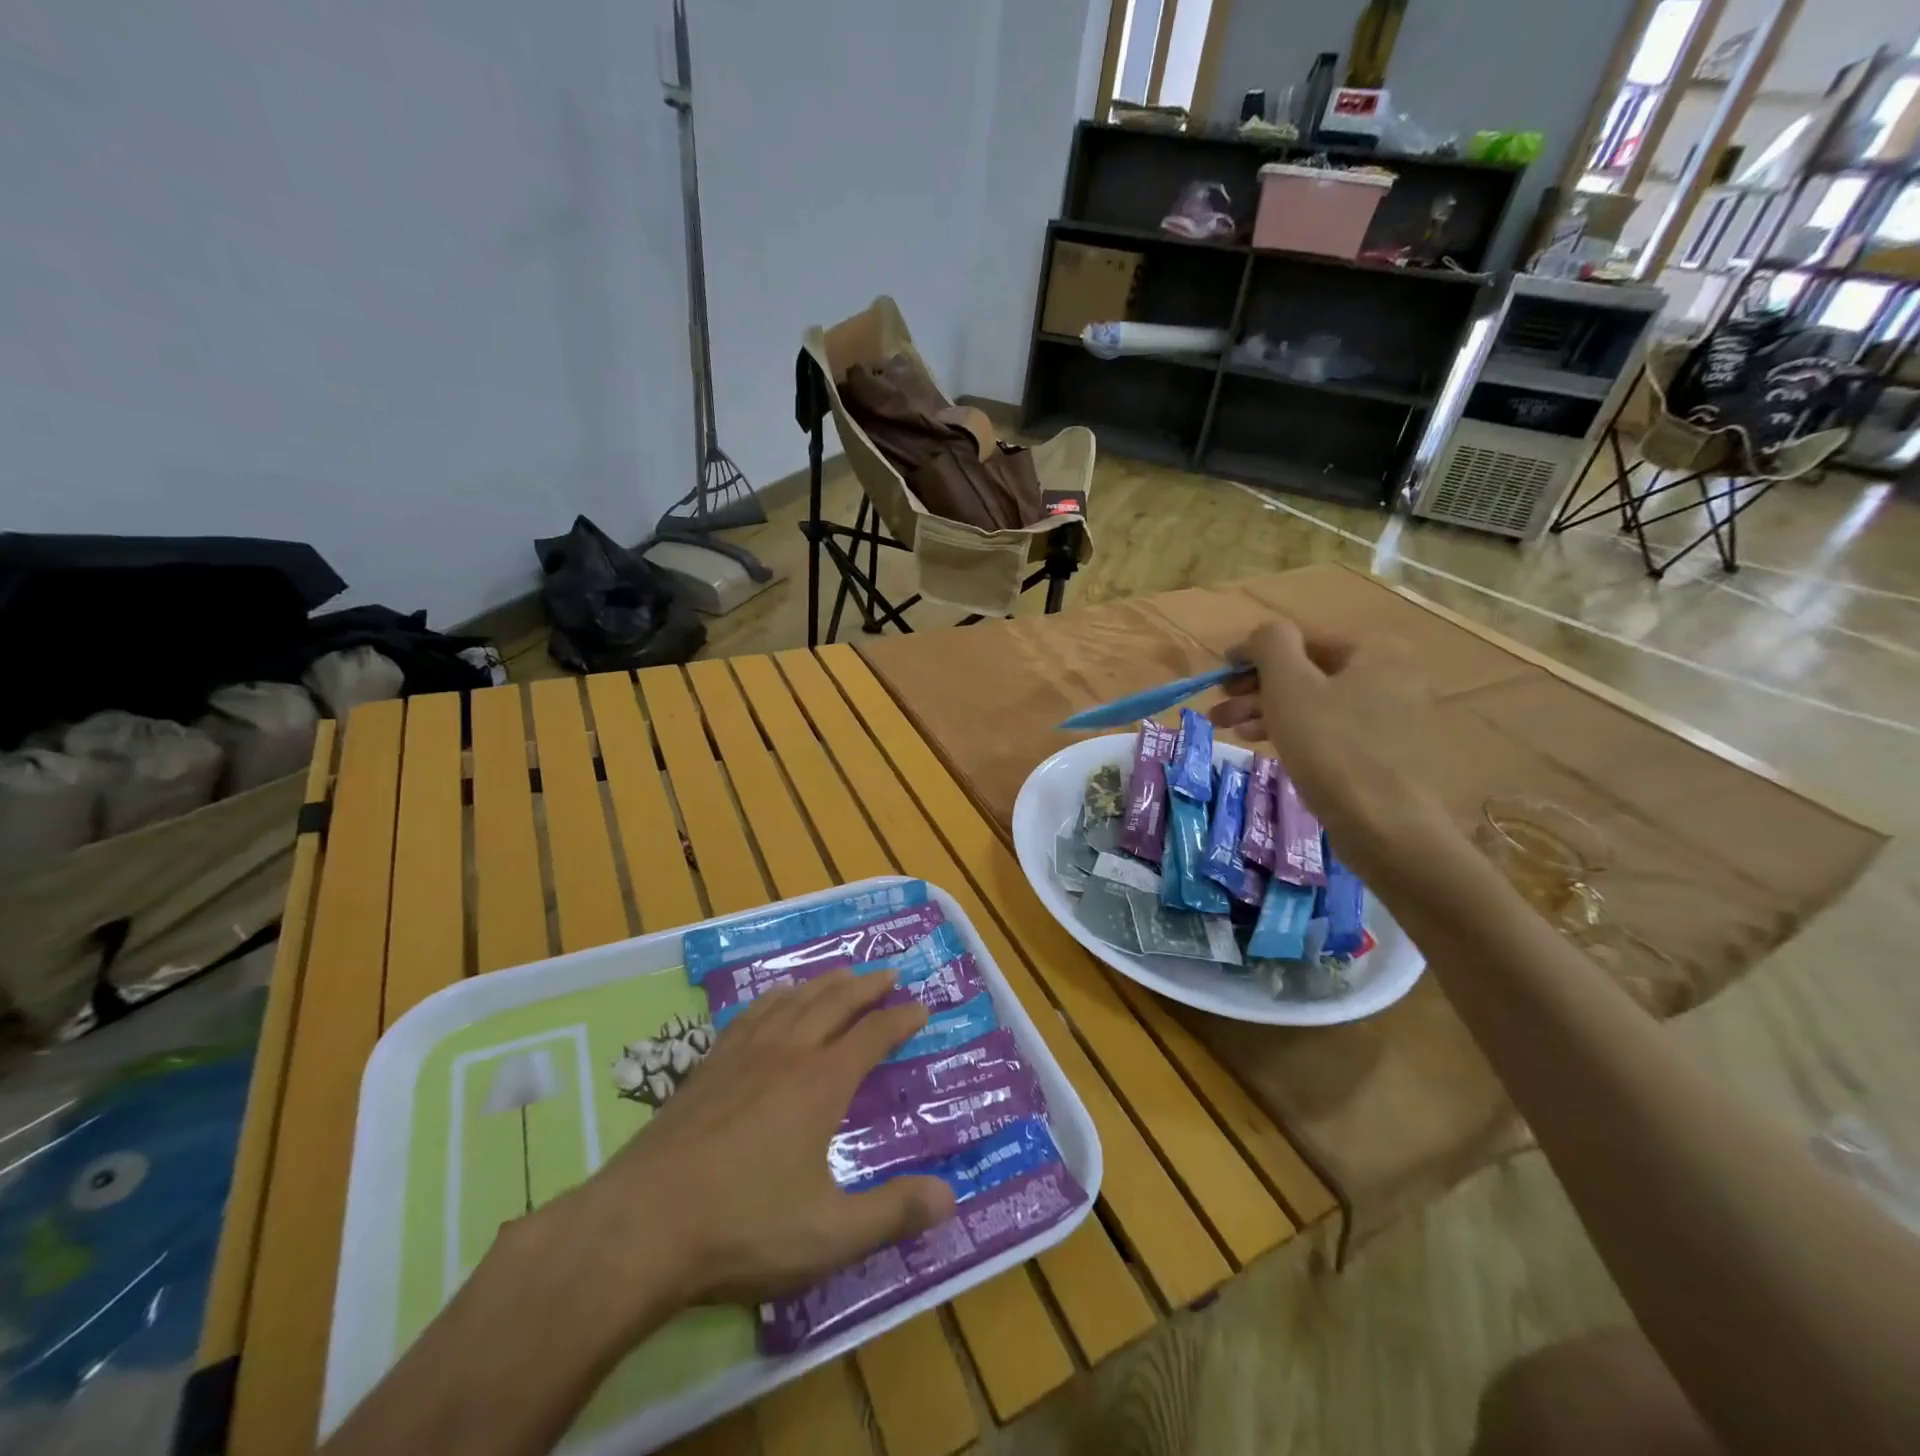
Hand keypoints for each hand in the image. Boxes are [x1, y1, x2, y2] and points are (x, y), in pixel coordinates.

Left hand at [554, 970, 954, 1313]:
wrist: (639, 1227)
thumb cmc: (742, 1229)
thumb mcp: (829, 1234)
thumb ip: (892, 1213)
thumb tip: (951, 1197)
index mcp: (821, 1083)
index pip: (872, 1036)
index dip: (900, 1020)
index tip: (922, 1007)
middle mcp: (786, 1054)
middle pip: (834, 1004)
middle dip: (866, 987)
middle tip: (889, 973)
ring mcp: (741, 1056)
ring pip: (792, 1002)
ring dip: (823, 984)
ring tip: (841, 974)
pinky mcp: (705, 1067)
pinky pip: (750, 1015)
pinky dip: (773, 998)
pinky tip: (773, 1000)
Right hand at [1208, 617, 1450, 876]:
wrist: (1384, 825)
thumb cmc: (1331, 746)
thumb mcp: (1289, 685)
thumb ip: (1271, 644)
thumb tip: (1263, 634)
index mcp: (1374, 650)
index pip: (1299, 640)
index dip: (1252, 655)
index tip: (1218, 677)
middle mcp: (1389, 674)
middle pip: (1306, 671)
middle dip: (1255, 688)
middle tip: (1218, 709)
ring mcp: (1389, 714)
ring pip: (1313, 702)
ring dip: (1266, 710)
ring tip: (1229, 731)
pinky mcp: (1382, 749)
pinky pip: (1329, 727)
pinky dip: (1293, 730)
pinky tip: (1263, 743)